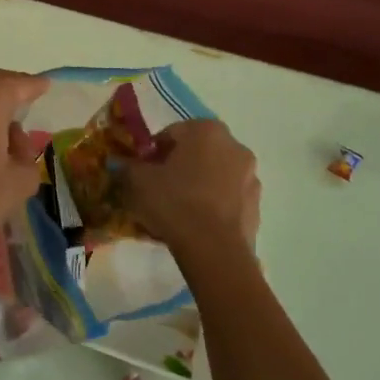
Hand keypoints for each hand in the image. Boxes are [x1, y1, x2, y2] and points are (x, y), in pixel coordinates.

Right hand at [126, 119, 261, 270]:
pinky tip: (197, 223)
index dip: (153, 152)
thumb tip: (122, 164)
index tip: (143, 171)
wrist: (214, 249)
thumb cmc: (175, 202)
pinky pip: (228, 198)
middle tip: (159, 188)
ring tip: (179, 210)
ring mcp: (250, 176)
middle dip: (179, 166)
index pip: (172, 133)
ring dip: (199, 184)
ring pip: (215, 174)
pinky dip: (214, 204)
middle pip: (197, 152)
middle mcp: (234, 146)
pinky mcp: (256, 204)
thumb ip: (128, 166)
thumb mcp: (138, 181)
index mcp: (206, 131)